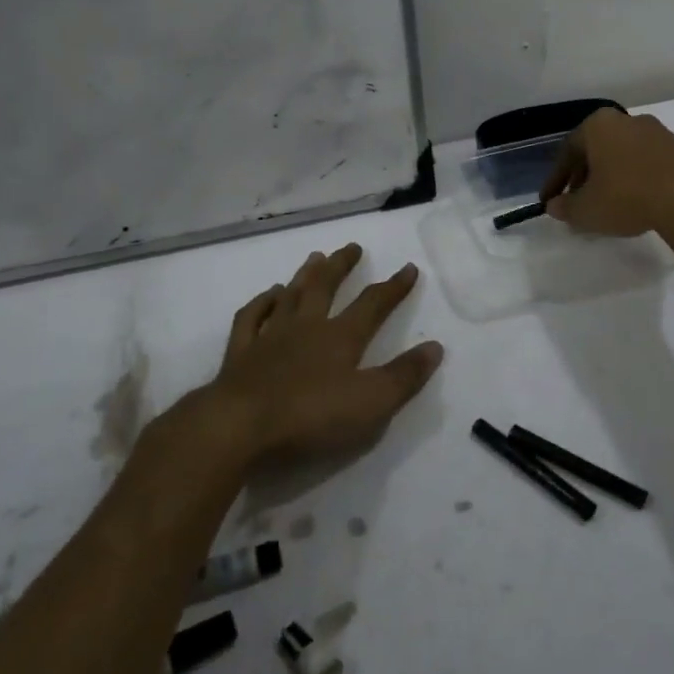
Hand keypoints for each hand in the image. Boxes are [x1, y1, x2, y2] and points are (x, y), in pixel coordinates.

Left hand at [192, 244, 443, 467]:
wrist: (238, 427)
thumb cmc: (310, 417)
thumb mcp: (371, 403)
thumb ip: (404, 376)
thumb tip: (435, 347)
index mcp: (340, 337)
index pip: (373, 304)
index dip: (394, 287)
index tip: (409, 269)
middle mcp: (306, 327)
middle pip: (326, 287)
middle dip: (342, 266)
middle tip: (352, 247)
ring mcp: (270, 336)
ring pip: (290, 295)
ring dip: (305, 275)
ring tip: (315, 257)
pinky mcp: (240, 353)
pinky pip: (252, 317)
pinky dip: (262, 302)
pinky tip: (269, 295)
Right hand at [542, 108, 673, 236]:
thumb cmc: (626, 197)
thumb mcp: (586, 209)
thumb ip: (565, 207)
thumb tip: (555, 206)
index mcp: (598, 125)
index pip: (567, 151)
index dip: (556, 180)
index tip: (550, 201)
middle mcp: (627, 120)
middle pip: (596, 149)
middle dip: (583, 177)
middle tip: (577, 202)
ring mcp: (657, 132)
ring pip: (622, 155)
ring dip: (610, 177)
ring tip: (606, 205)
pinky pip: (646, 163)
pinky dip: (635, 179)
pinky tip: (635, 202)